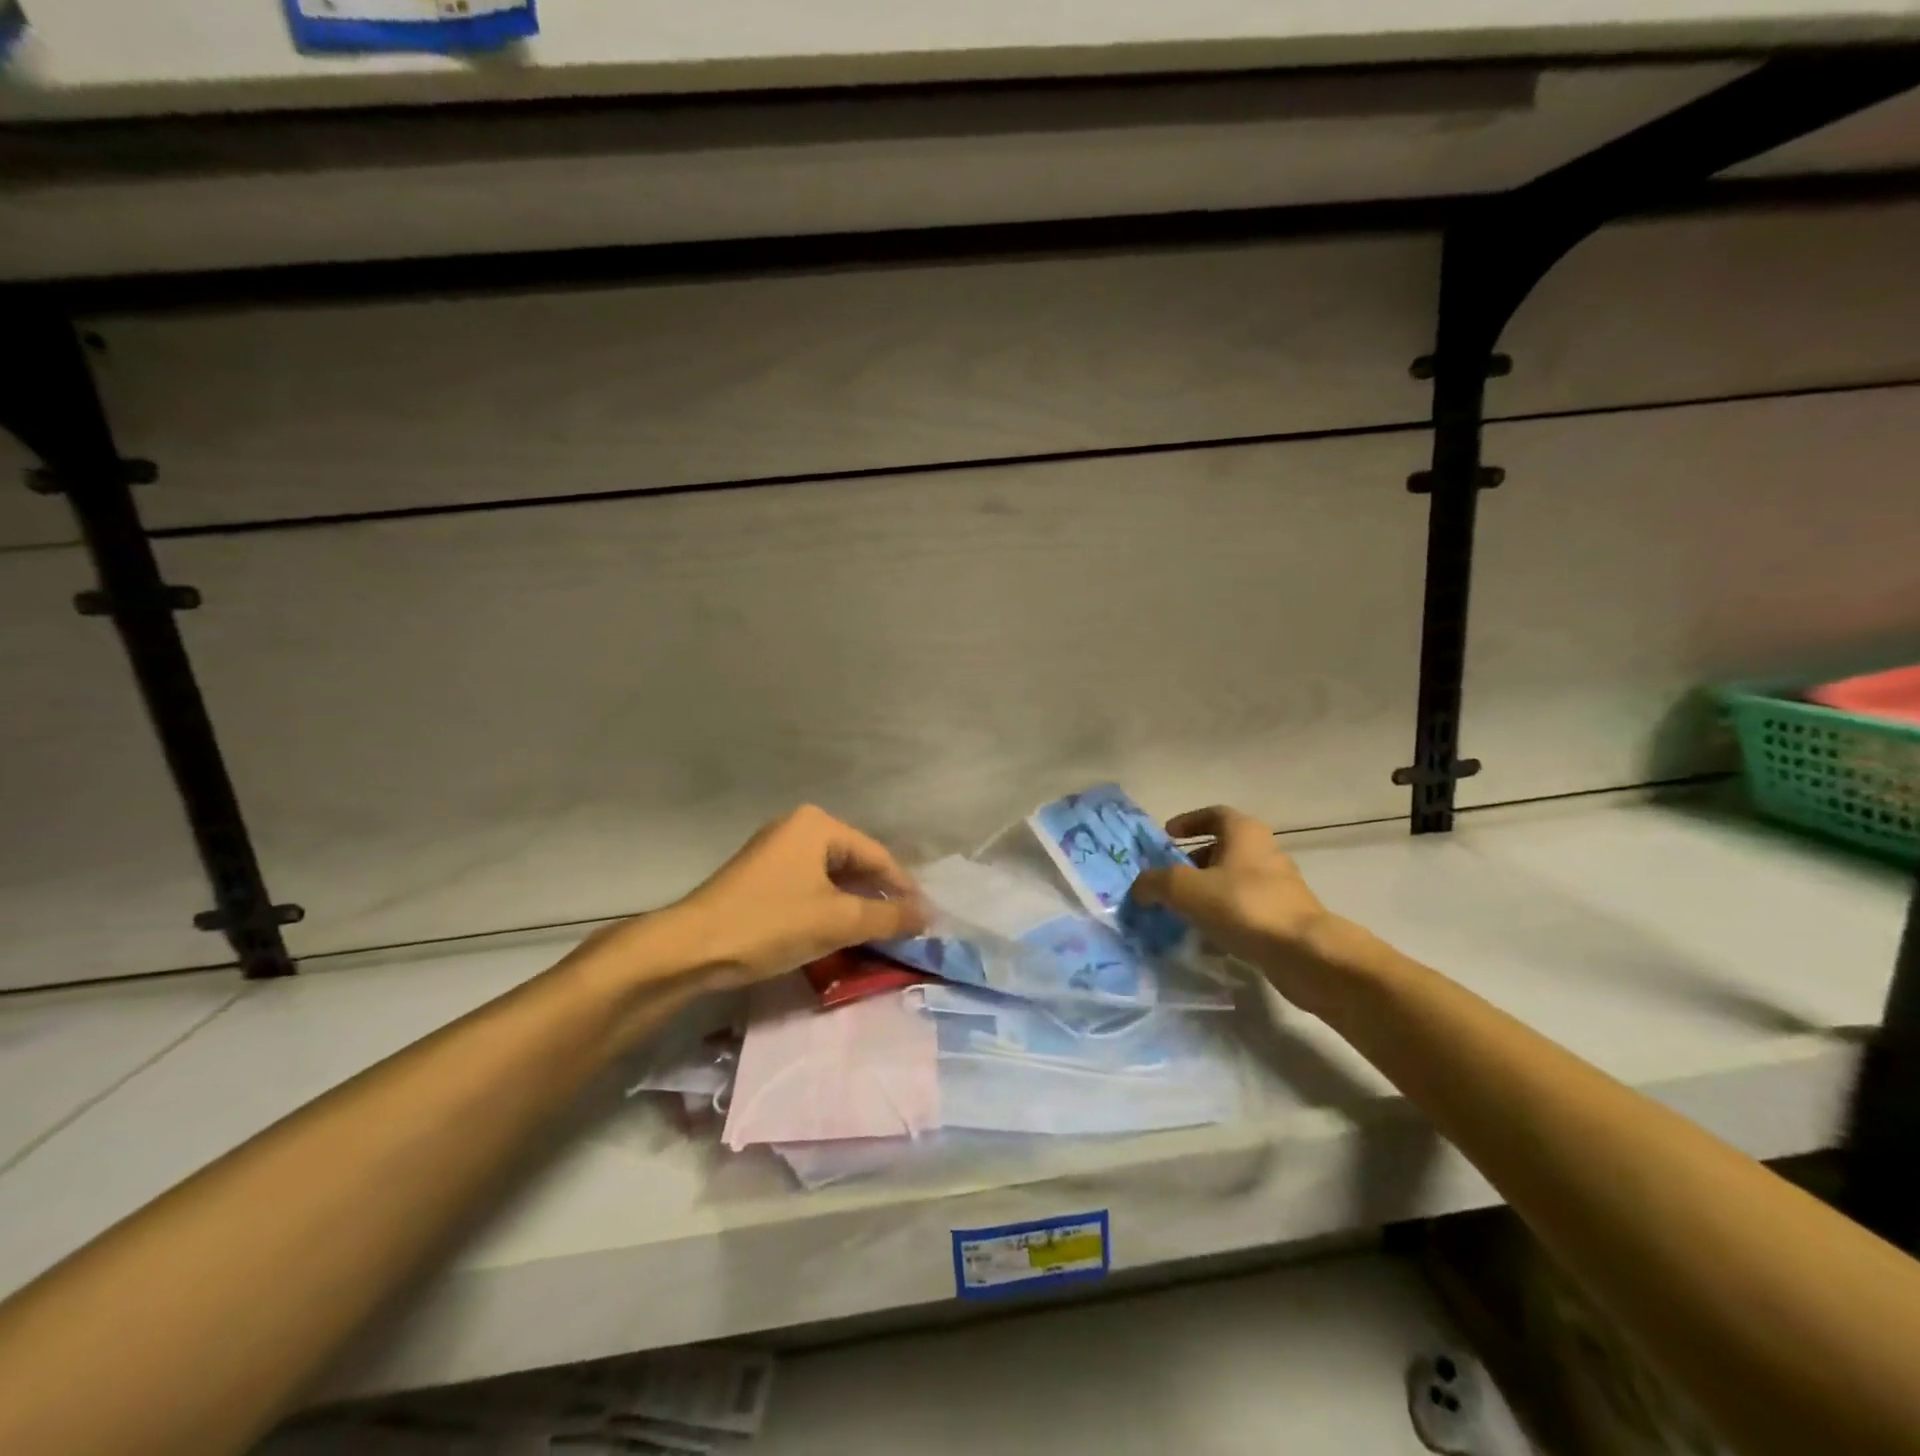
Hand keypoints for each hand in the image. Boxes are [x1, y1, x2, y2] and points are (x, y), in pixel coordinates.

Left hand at [666, 805, 926, 986]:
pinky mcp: (761, 877)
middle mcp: (798, 828)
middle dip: (878, 897)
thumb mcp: (837, 921)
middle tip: (903, 930)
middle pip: (854, 863)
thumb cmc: (770, 924)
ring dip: (854, 906)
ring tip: (877, 935)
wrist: (690, 948)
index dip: (903, 889)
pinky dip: (829, 909)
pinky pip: (810, 887)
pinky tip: (838, 933)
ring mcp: (776, 851)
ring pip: (832, 878)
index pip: (877, 855)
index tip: (925, 920)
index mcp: (818, 825)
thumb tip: (928, 915)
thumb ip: (888, 916)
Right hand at [1130, 805, 1346, 1012]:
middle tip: (1167, 879)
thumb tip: (1139, 887)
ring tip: (1180, 911)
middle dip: (1192, 862)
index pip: (1213, 814)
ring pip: (1232, 880)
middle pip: (1222, 848)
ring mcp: (1277, 885)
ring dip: (1206, 892)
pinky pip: (1244, 908)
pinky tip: (1205, 937)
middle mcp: (1264, 851)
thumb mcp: (1185, 889)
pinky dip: (1223, 916)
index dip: (1188, 822)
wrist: (1304, 953)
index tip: (1166, 837)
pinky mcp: (1283, 916)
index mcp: (1244, 832)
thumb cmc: (1242, 905)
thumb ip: (1155, 883)